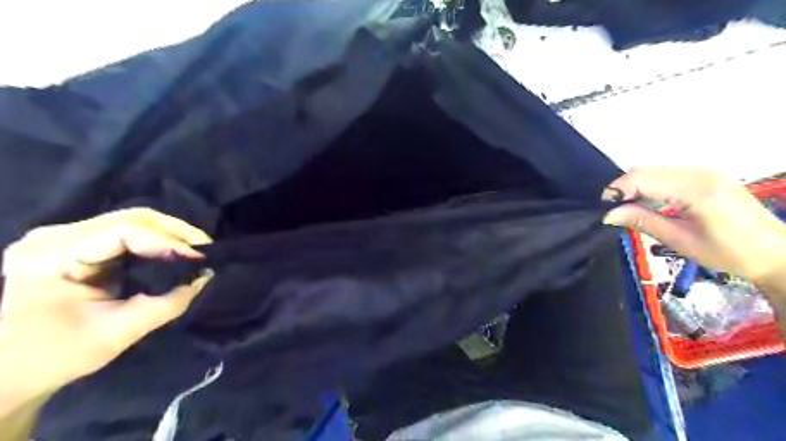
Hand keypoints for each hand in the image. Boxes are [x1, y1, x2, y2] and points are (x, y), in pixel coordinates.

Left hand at [1, 209, 214, 406]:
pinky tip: (174, 251)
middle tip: (206, 249)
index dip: (168, 243)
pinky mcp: (79, 245)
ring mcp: (66, 237)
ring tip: (196, 249)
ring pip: (133, 220)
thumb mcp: (116, 333)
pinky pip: (128, 232)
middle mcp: (56, 236)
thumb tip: (204, 278)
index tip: (200, 260)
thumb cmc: (53, 357)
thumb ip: (166, 304)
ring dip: (170, 233)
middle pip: (131, 218)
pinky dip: (157, 240)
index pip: (124, 232)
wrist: (8, 370)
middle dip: (175, 232)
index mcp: (52, 257)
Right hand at [603, 167, 785, 284]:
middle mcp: (701, 173)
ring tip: (630, 210)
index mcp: (696, 190)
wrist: (776, 253)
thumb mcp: (680, 241)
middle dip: (624, 188)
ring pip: (655, 170)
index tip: (604, 209)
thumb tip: (608, 214)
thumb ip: (643, 221)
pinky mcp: (707, 175)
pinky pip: (667, 174)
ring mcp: (705, 171)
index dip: (616, 190)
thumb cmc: (730, 253)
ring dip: (636, 187)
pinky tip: (650, 203)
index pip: (642, 178)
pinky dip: (651, 186)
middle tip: (615, 212)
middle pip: (646, 170)